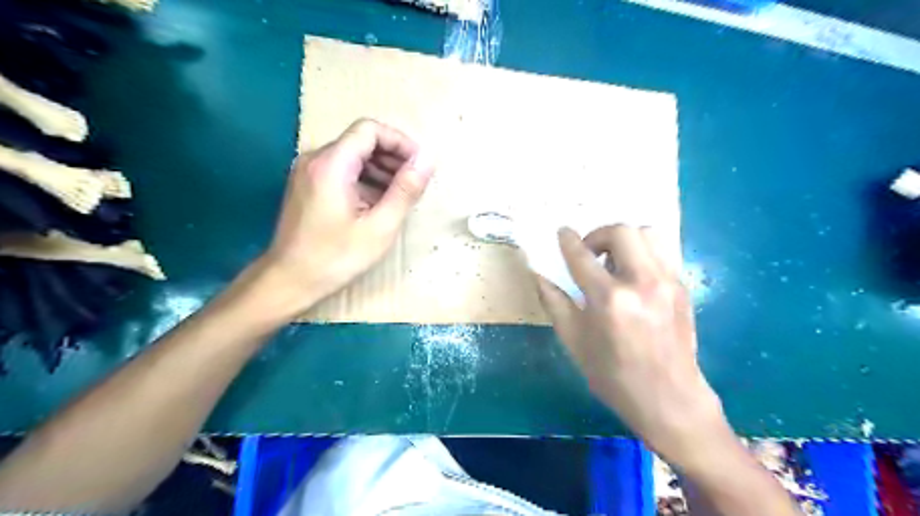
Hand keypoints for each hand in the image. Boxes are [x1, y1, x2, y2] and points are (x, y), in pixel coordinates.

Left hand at [254, 118, 435, 316]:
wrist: (289, 280)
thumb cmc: (336, 257)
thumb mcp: (380, 226)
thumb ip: (406, 190)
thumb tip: (427, 159)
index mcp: (331, 164)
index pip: (370, 129)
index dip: (400, 142)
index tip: (419, 166)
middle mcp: (315, 159)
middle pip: (361, 141)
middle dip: (392, 158)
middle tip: (414, 184)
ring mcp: (308, 172)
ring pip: (352, 156)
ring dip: (381, 170)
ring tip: (400, 197)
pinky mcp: (307, 186)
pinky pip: (342, 171)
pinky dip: (365, 180)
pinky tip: (377, 204)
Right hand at [537, 226, 729, 466]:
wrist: (669, 399)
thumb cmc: (613, 375)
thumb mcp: (574, 341)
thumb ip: (554, 302)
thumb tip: (538, 275)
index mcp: (609, 300)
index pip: (582, 256)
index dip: (568, 240)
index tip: (562, 233)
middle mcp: (641, 282)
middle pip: (621, 232)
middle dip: (598, 235)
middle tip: (589, 254)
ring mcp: (667, 282)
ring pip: (647, 234)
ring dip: (624, 240)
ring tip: (613, 263)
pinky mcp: (682, 287)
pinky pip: (662, 252)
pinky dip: (642, 252)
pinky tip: (632, 276)